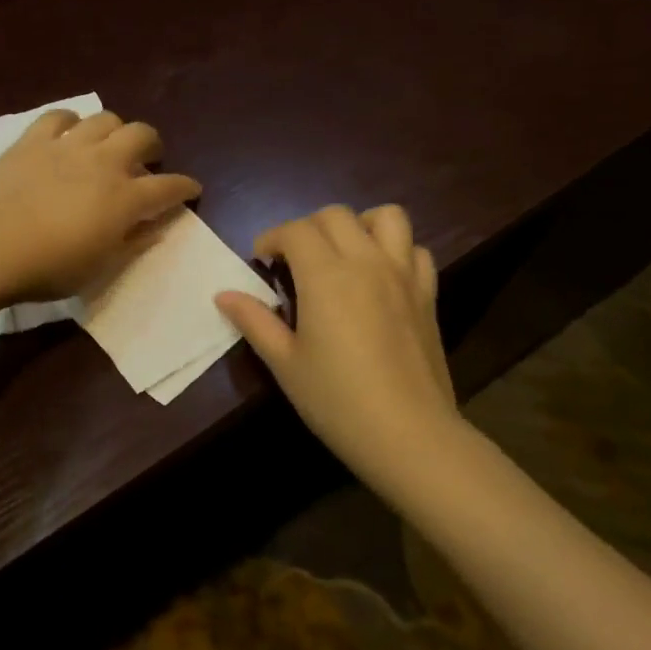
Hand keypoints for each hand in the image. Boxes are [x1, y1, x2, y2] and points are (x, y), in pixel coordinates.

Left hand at [0, 109, 201, 302]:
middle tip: (147, 160)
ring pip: (105, 119)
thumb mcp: (99, 268)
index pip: (169, 186)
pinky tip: (69, 134)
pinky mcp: (33, 140)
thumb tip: (156, 226)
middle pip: (142, 135)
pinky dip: (71, 122)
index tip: (190, 190)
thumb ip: (132, 243)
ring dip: (115, 130)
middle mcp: (104, 163)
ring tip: (108, 145)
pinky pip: (59, 117)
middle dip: (153, 145)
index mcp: (125, 199)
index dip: (185, 187)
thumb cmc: (48, 268)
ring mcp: (68, 146)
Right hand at [216, 205, 458, 483]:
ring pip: (386, 217)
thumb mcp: (284, 363)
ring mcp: (403, 275)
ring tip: (343, 253)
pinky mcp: (428, 294)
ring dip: (359, 224)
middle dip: (307, 228)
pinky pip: (416, 250)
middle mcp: (366, 261)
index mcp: (326, 275)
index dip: (272, 238)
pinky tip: (381, 277)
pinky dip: (396, 250)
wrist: (407, 434)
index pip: (295, 230)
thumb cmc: (336, 400)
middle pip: (335, 215)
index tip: (262, 262)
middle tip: (294, 261)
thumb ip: (254, 321)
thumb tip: (223, 295)